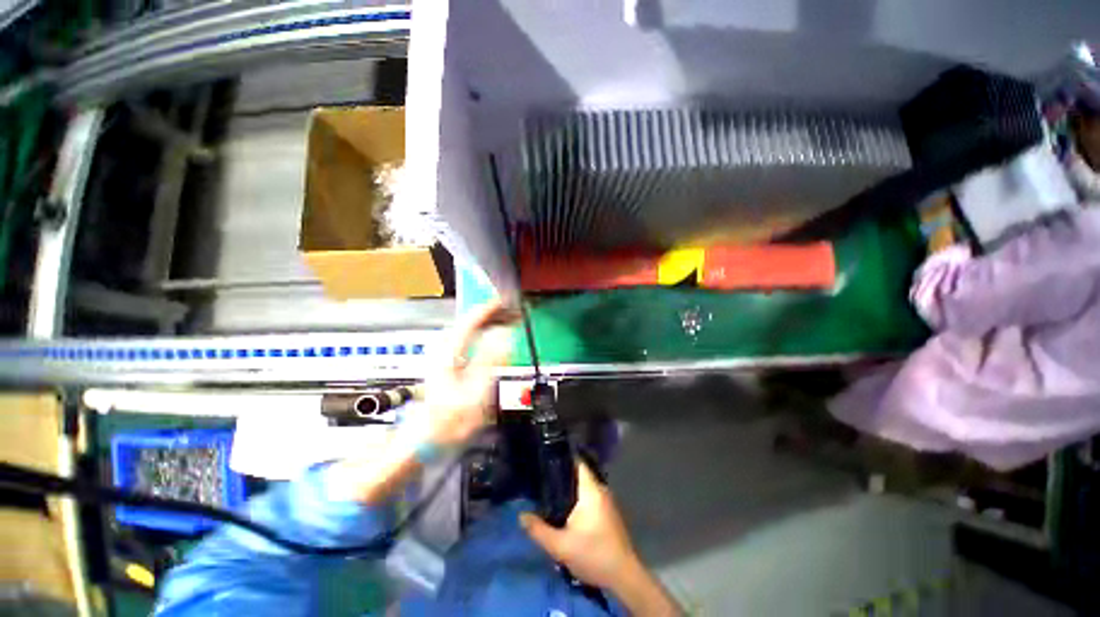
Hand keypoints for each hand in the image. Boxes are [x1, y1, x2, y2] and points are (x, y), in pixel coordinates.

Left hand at [330, 300, 513, 504]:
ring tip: (504, 321)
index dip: (489, 309)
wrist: (427, 440)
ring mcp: (443, 357)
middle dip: (491, 315)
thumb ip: (490, 362)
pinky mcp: (446, 364)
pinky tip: (489, 338)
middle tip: (511, 313)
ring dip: (486, 323)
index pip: (470, 321)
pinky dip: (481, 334)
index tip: (505, 301)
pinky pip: (466, 340)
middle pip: (468, 323)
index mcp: (449, 354)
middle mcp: (444, 351)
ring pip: (467, 330)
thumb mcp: (475, 393)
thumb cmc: (449, 420)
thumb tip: (503, 337)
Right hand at [519, 462, 640, 592]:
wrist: (624, 577)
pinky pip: (589, 497)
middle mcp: (601, 490)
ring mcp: (607, 502)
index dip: (562, 458)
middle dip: (562, 476)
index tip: (546, 459)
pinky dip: (577, 499)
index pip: (577, 463)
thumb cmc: (593, 555)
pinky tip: (565, 509)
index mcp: (591, 490)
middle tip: (542, 478)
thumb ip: (539, 530)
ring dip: (569, 489)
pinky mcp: (608, 513)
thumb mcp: (561, 547)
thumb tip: (521, 516)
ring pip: (584, 487)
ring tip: (549, 492)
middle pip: (579, 475)